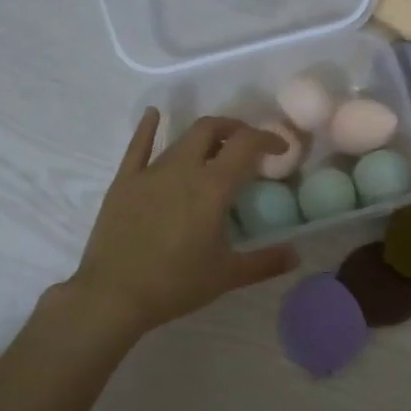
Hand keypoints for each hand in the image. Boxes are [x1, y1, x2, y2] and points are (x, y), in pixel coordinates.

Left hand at [69, 110, 299, 334]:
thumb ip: (265, 262)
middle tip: (247, 144)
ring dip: (203, 136)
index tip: (280, 147)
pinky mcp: (124, 181)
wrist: (113, 295)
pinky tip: (154, 115)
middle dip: (234, 128)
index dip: (267, 138)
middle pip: (211, 128)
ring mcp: (150, 172)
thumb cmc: (175, 284)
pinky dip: (148, 128)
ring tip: (215, 148)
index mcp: (213, 187)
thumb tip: (296, 255)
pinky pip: (137, 146)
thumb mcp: (227, 276)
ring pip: (181, 138)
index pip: (246, 145)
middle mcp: (183, 169)